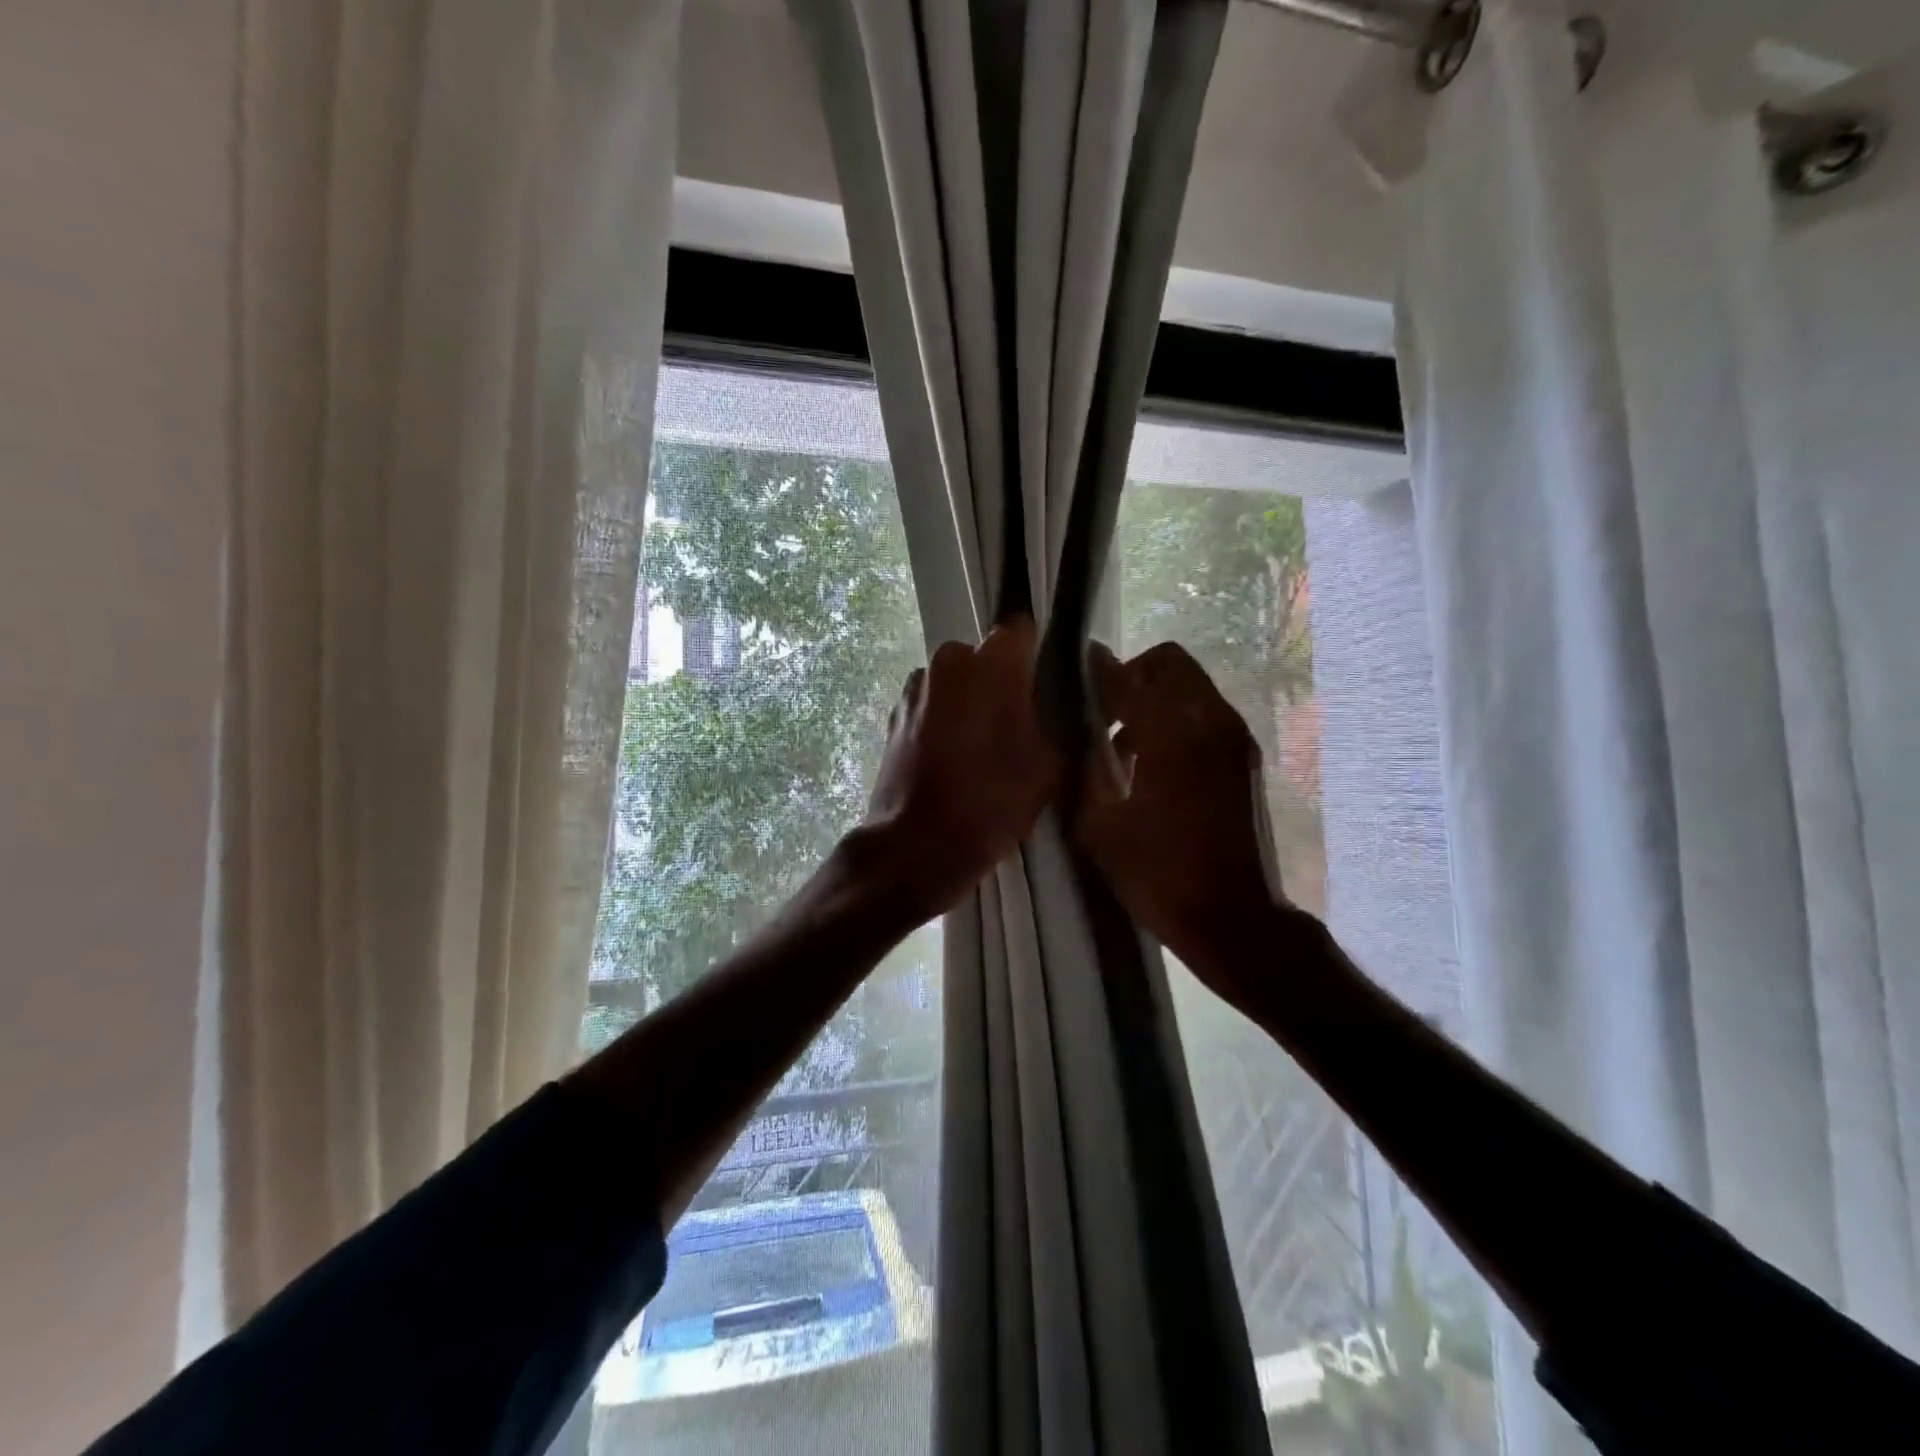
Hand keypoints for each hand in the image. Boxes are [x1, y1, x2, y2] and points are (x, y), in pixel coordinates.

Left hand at [860, 616, 1059, 917]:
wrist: (915, 846)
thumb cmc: (989, 802)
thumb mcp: (1048, 766)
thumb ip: (1062, 721)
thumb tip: (1064, 702)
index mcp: (990, 663)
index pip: (1022, 632)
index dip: (1038, 656)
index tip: (1048, 686)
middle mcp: (947, 661)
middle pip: (986, 660)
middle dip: (1003, 685)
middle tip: (1021, 728)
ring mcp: (914, 688)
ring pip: (957, 684)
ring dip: (971, 704)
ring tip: (984, 751)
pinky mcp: (894, 716)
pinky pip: (933, 706)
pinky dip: (945, 723)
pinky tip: (954, 761)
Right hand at [1075, 641, 1291, 1003]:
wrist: (1235, 920)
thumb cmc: (1160, 876)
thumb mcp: (1101, 825)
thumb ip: (1086, 768)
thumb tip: (1076, 731)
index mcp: (1172, 736)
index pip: (1128, 678)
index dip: (1096, 671)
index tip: (1071, 672)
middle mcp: (1210, 723)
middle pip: (1169, 664)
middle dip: (1131, 677)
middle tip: (1102, 712)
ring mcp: (1235, 740)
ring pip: (1190, 688)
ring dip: (1154, 700)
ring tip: (1121, 746)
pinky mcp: (1244, 760)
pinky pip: (1204, 715)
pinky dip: (1175, 721)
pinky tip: (1150, 766)